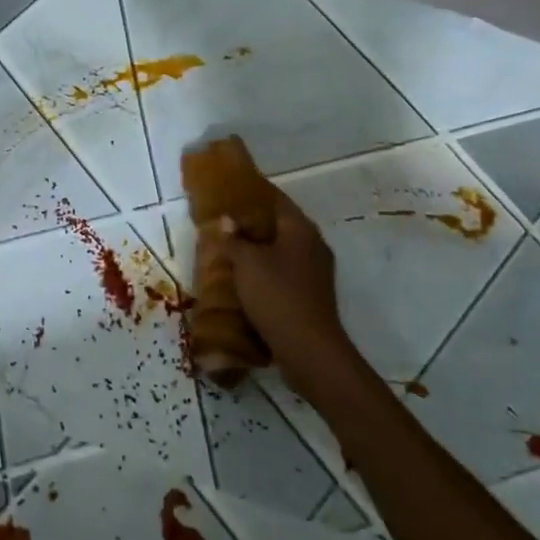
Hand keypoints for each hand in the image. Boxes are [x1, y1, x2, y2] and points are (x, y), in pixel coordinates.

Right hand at [217, 191, 357, 395]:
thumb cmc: (277, 296)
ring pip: (282, 250)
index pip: (276, 200)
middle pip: (280, 225)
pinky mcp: (311, 294)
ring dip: (259, 249)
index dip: (253, 194)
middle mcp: (313, 245)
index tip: (230, 192)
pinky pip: (285, 272)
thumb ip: (234, 239)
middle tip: (224, 223)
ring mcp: (315, 271)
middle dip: (254, 223)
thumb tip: (226, 220)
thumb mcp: (247, 263)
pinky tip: (246, 279)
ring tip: (230, 250)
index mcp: (301, 229)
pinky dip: (266, 270)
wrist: (308, 347)